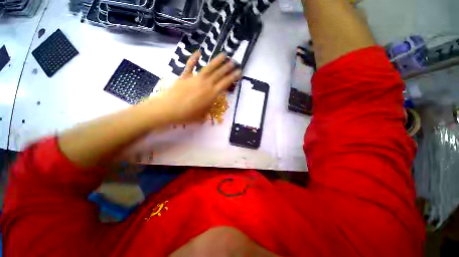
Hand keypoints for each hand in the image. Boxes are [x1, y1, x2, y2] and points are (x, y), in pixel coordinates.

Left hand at [157, 51, 241, 123]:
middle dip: (227, 68)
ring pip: (208, 68)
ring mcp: (195, 78)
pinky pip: (190, 65)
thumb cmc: (187, 115)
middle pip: (219, 74)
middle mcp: (205, 84)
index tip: (239, 72)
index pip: (225, 83)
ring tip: (223, 55)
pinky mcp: (185, 76)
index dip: (233, 77)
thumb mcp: (202, 115)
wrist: (168, 110)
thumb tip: (211, 104)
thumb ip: (208, 108)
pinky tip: (199, 52)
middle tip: (234, 62)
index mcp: (211, 94)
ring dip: (216, 61)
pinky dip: (194, 58)